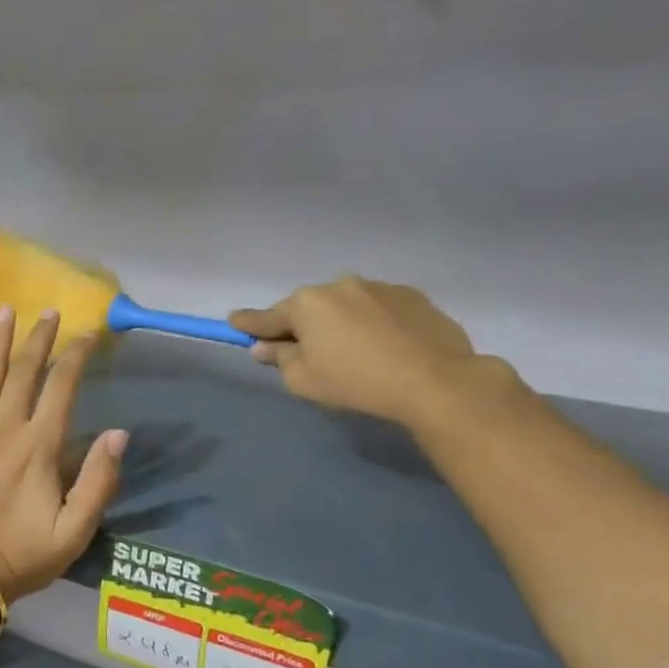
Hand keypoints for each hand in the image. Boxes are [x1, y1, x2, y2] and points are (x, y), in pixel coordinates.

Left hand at [0, 308, 127, 602]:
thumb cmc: (22, 556)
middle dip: (39, 338)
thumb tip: (120, 434)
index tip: (89, 334)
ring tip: (7, 310)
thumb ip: (98, 482)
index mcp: (39, 447)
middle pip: (24, 371)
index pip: (62, 387)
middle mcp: (4, 428)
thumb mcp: (74, 532)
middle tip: (49, 311)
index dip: (77, 356)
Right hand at [229, 277, 484, 426]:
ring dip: (339, 323)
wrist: (434, 381)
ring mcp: (379, 287)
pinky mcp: (412, 296)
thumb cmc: (355, 382)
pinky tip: (382, 347)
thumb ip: (280, 358)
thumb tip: (265, 347)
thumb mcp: (303, 380)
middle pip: (308, 308)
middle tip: (304, 352)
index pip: (267, 317)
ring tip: (352, 352)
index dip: (248, 323)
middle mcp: (339, 285)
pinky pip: (377, 309)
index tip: (233, 321)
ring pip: (345, 306)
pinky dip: (371, 323)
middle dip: (302, 326)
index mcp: (307, 304)